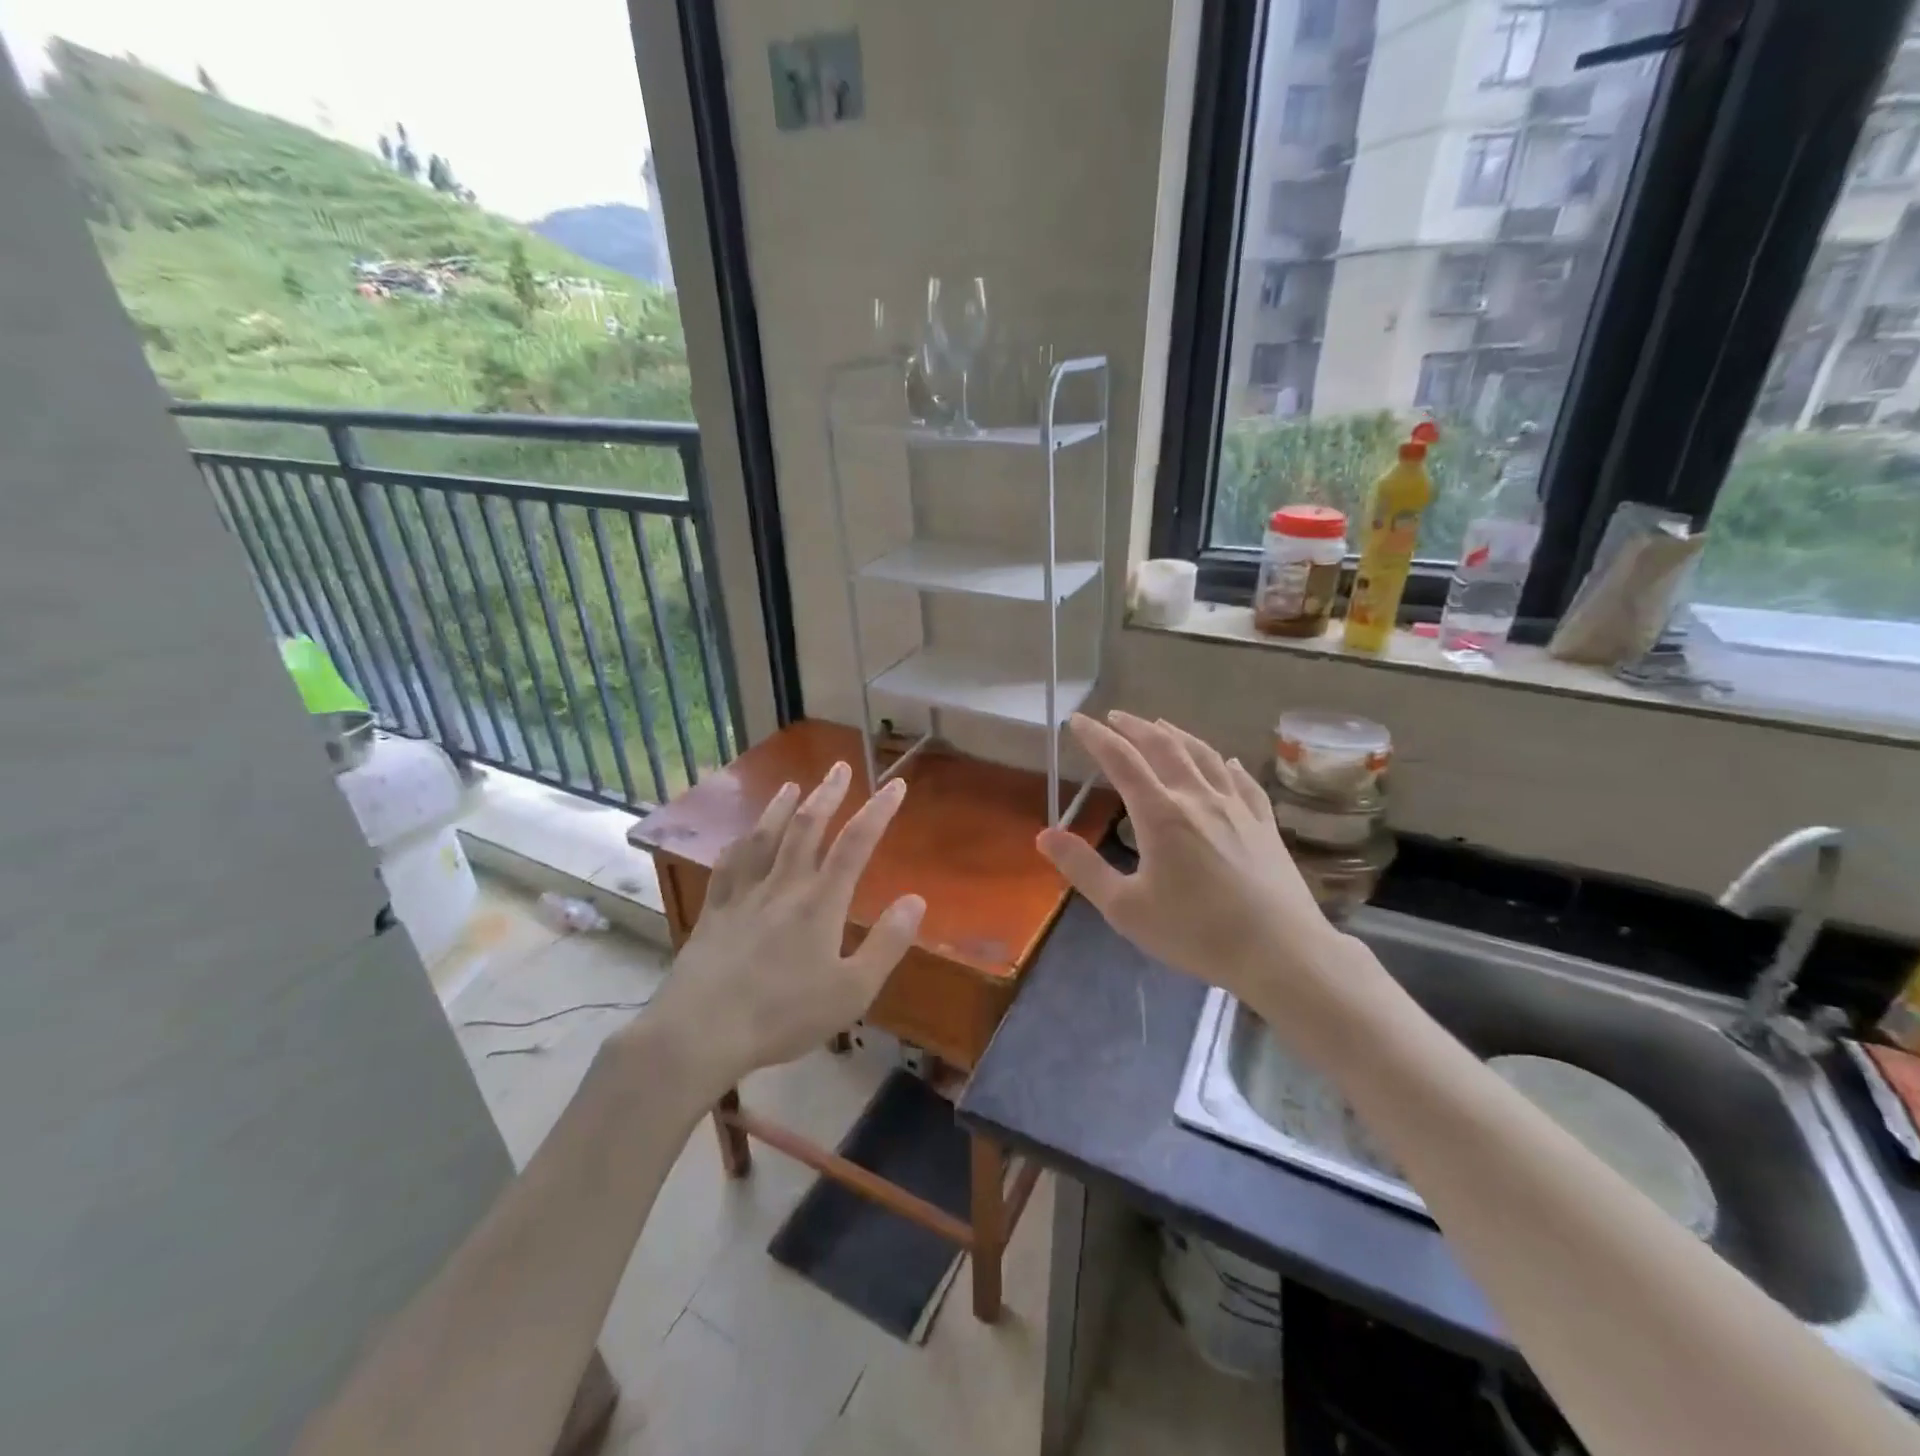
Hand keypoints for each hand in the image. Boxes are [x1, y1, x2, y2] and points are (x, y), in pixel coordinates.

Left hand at [638, 762, 924, 1094]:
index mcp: (820, 903)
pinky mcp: (714, 910)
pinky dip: (741, 843)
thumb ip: (887, 943)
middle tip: (839, 766)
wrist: (700, 1031)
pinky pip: (729, 865)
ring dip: (781, 806)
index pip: (855, 844)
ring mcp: (743, 895)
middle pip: (807, 827)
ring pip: (765, 837)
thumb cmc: (783, 1015)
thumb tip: (916, 900)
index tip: (896, 784)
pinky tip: (743, 837)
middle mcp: (782, 886)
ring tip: (792, 784)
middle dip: (827, 794)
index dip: (878, 811)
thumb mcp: (852, 991)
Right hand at [1036, 712, 1361, 1024]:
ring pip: (1204, 756)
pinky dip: (1227, 764)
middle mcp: (1198, 798)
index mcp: (1161, 814)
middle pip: (1164, 747)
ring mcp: (1237, 808)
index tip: (1077, 720)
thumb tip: (1045, 835)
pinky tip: (1227, 761)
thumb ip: (1083, 868)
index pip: (1121, 760)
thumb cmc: (1196, 932)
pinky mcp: (1264, 824)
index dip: (1096, 737)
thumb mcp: (1126, 908)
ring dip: (1178, 736)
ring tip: (1161, 726)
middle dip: (1135, 727)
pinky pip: (1243, 781)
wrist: (1280, 952)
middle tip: (1115, 716)